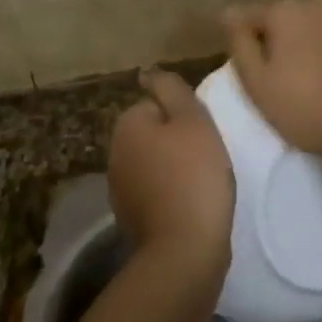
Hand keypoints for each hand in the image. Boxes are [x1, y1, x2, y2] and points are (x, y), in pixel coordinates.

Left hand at [108, 68, 235, 276]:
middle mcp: (114, 154)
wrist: (184, 250)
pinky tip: (191, 204)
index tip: (203, 133)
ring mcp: (119, 189)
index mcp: (127, 125)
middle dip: (176, 141)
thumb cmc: (194, 175)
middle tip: (207, 155)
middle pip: (153, 133)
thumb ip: (171, 89)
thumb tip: (147, 72)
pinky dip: (170, 194)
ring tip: (202, 181)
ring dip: (173, 168)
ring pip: (153, 163)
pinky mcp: (131, 218)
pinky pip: (154, 192)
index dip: (183, 116)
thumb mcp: (193, 119)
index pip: (156, 104)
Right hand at [223, 0, 321, 172]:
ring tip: (321, 72)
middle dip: (285, 36)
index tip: (255, 67)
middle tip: (289, 74)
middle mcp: (318, 0)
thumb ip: (240, 43)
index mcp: (285, 10)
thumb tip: (229, 13)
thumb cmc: (307, 109)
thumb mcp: (258, 85)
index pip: (251, 16)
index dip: (248, 40)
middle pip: (289, 16)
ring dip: (316, 37)